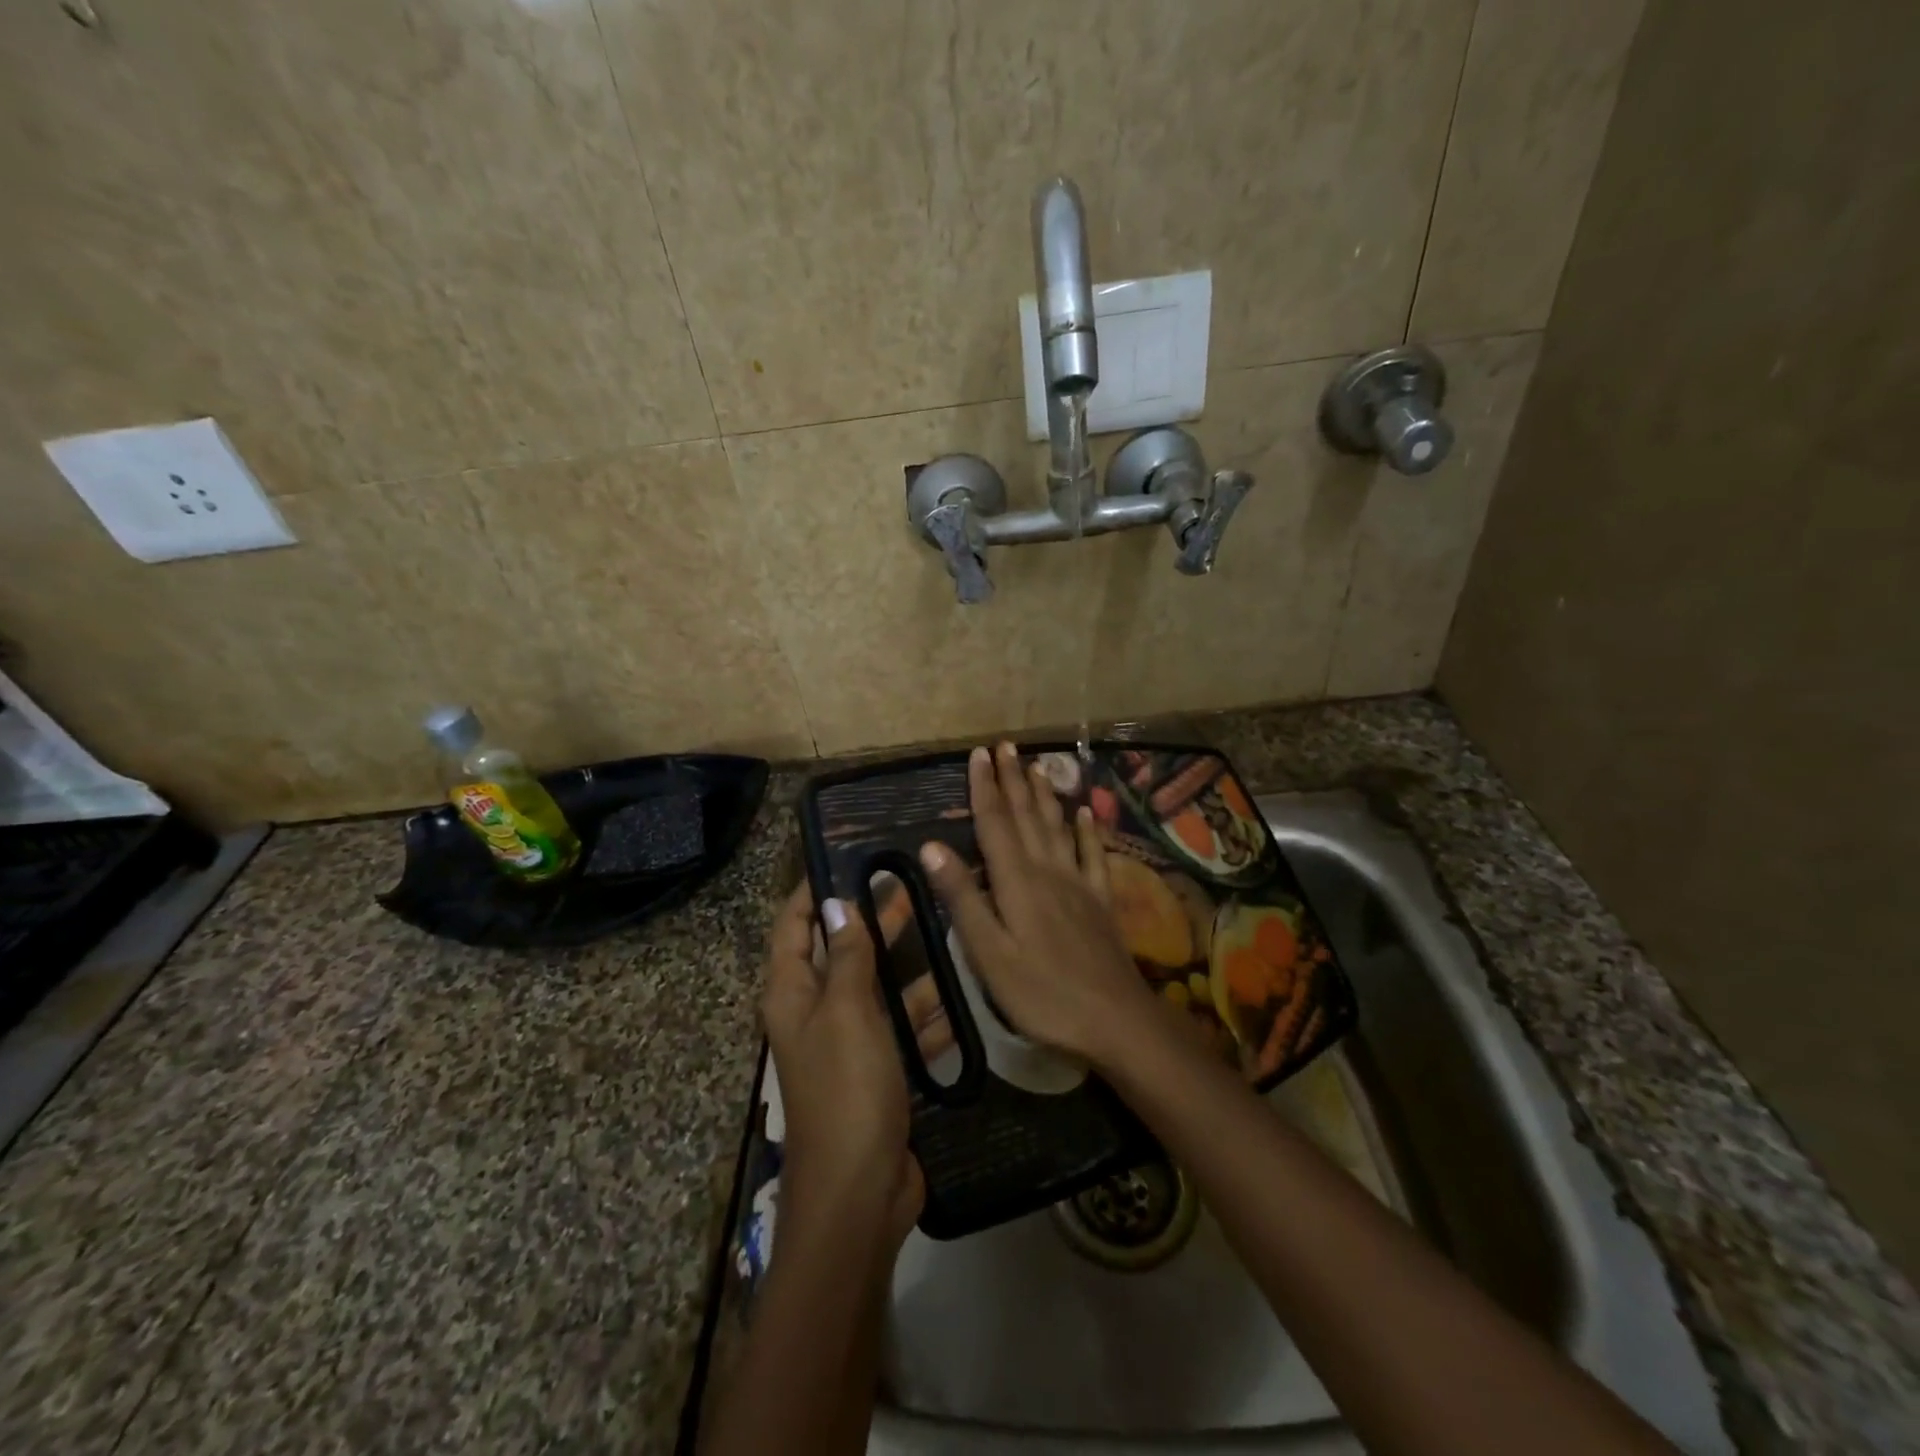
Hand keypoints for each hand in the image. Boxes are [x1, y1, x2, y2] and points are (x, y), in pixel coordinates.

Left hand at [760, 883, 923, 1256]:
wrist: (859, 1193)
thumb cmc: (846, 1090)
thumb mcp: (847, 1013)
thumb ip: (846, 957)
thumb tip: (837, 903)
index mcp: (793, 994)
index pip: (793, 927)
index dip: (813, 892)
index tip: (847, 856)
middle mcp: (816, 1012)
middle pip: (840, 950)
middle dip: (869, 917)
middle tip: (907, 879)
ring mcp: (850, 1042)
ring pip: (877, 987)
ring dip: (905, 962)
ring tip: (945, 923)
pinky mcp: (881, 1068)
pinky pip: (904, 1025)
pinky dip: (927, 1009)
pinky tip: (962, 987)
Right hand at [918, 742, 1160, 1067]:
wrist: (1114, 1019)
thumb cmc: (1041, 992)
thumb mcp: (989, 953)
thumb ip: (962, 898)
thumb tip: (931, 847)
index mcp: (1016, 881)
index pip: (994, 824)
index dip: (984, 788)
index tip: (978, 754)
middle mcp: (1048, 871)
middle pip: (1026, 816)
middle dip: (1013, 779)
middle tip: (1005, 745)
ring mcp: (1078, 883)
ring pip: (1057, 827)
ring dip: (1044, 795)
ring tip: (1037, 766)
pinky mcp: (1101, 901)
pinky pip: (1093, 855)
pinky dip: (1087, 830)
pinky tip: (1085, 813)